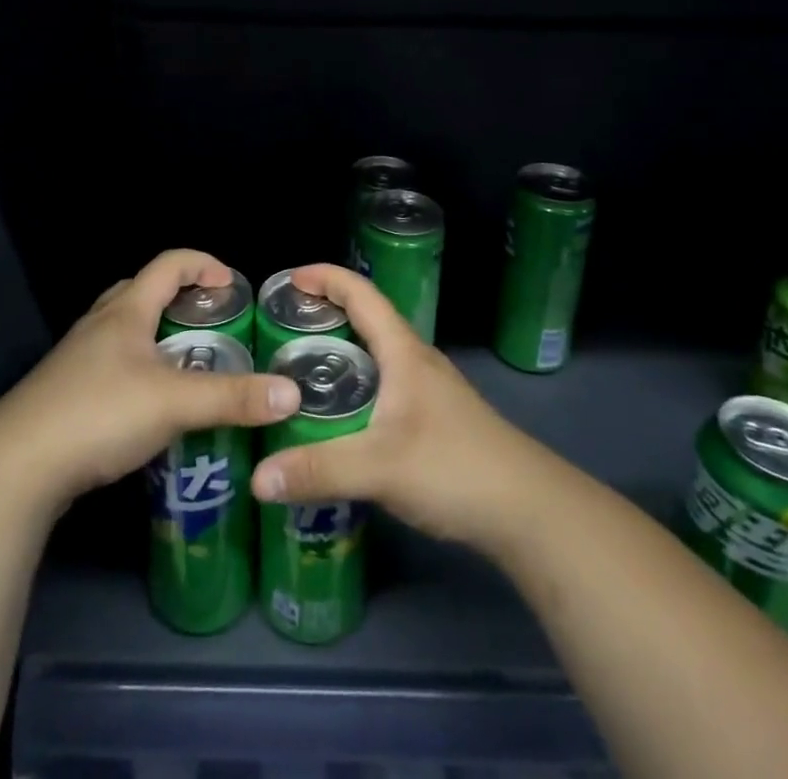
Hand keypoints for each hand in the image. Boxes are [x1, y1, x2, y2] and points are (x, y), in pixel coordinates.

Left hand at [0, 249, 299, 512]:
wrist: (16, 466)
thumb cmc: (99, 413)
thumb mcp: (174, 403)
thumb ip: (234, 398)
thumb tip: (292, 394)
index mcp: (126, 311)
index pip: (169, 264)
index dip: (203, 264)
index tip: (232, 284)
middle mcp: (99, 325)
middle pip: (141, 291)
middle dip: (178, 297)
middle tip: (210, 321)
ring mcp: (76, 359)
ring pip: (124, 331)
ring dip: (157, 336)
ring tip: (187, 364)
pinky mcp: (65, 394)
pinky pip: (111, 365)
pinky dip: (138, 369)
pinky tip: (151, 406)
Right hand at [250, 264, 547, 550]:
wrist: (530, 511)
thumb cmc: (456, 467)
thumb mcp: (381, 467)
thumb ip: (318, 470)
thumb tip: (257, 478)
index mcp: (404, 352)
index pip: (362, 294)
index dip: (327, 277)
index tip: (290, 277)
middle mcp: (416, 362)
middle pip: (366, 320)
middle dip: (325, 314)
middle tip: (282, 327)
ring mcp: (428, 392)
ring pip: (376, 356)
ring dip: (340, 352)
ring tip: (298, 369)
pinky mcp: (433, 421)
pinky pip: (383, 387)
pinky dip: (355, 386)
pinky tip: (338, 417)